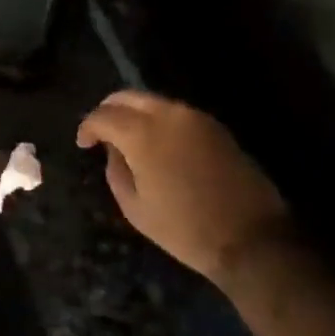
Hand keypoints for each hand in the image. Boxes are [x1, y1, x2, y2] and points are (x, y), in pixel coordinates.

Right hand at [77, 90, 290, 284]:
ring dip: (135, 113)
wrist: (250, 238)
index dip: (88, 126)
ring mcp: (195, 117)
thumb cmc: (185, 229)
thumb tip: (114, 149)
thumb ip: (116, 170)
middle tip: (101, 132)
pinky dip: (159, 120)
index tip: (84, 143)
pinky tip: (158, 143)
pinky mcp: (215, 126)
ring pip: (153, 101)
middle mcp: (168, 114)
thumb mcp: (135, 208)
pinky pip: (176, 113)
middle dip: (109, 110)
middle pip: (128, 96)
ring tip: (128, 138)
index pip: (104, 115)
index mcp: (143, 133)